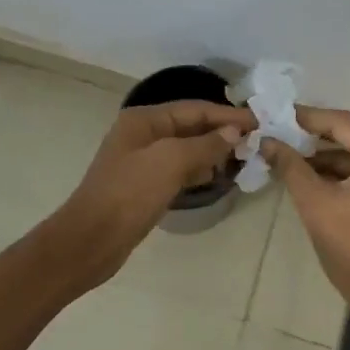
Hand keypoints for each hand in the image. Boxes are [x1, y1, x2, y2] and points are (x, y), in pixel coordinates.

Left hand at [60, 100, 255, 259]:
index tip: (259, 121)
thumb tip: (234, 132)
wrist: (91, 240)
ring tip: (242, 157)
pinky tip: (215, 176)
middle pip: (190, 126)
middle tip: (255, 140)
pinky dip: (198, 169)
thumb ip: (205, 144)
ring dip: (212, 150)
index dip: (227, 115)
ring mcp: (142, 160)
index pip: (194, 109)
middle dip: (221, 131)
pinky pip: (178, 169)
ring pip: (186, 148)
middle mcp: (142, 134)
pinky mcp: (144, 185)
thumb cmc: (130, 193)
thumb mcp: (170, 162)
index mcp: (144, 119)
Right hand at [261, 108, 349, 313]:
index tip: (278, 115)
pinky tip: (310, 178)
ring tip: (288, 156)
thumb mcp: (315, 202)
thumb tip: (267, 142)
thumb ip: (291, 166)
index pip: (342, 122)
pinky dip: (338, 171)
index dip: (308, 117)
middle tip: (281, 132)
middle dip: (314, 134)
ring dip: (324, 155)